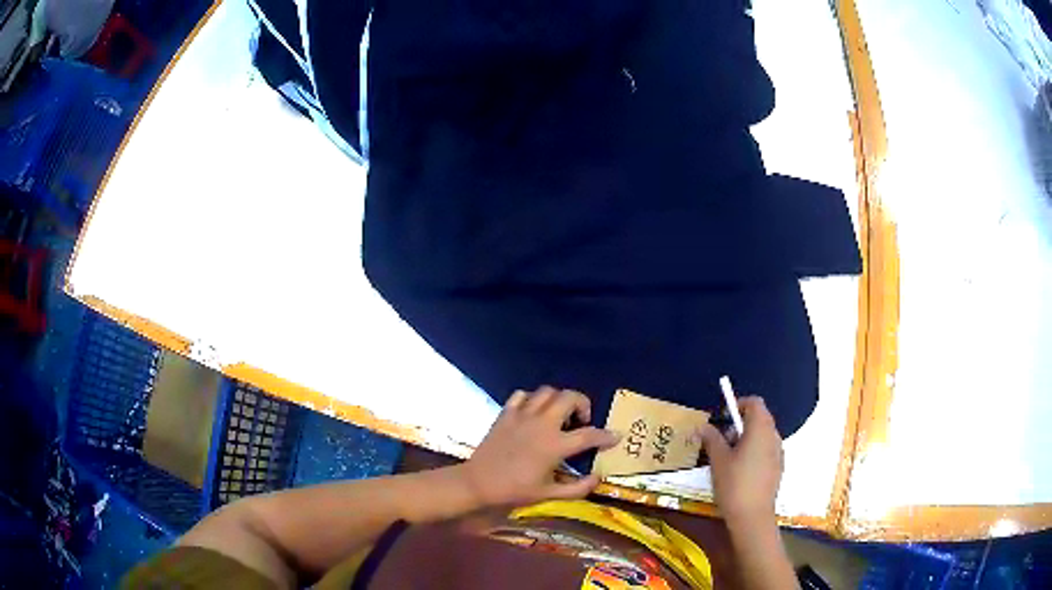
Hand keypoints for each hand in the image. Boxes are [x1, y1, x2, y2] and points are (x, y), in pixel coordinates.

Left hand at [459, 387, 620, 506]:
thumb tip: (597, 478)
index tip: (615, 436)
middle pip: (569, 397)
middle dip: (583, 404)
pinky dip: (532, 399)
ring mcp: (522, 415)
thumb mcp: (549, 494)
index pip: (589, 434)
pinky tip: (534, 413)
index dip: (606, 435)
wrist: (478, 483)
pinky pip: (522, 395)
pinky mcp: (506, 413)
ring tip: (559, 416)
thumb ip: (578, 488)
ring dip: (558, 399)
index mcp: (555, 445)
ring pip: (547, 391)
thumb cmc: (515, 490)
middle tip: (582, 420)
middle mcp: (542, 424)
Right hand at [700, 397, 783, 526]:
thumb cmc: (734, 484)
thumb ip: (711, 438)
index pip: (754, 403)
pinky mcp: (778, 467)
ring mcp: (778, 452)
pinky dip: (753, 451)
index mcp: (760, 429)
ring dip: (746, 438)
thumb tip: (702, 426)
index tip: (722, 417)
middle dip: (739, 423)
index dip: (737, 404)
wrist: (752, 516)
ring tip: (728, 458)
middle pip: (759, 418)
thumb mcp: (718, 460)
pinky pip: (766, 450)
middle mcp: (773, 436)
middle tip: (721, 440)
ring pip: (762, 435)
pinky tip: (740, 472)